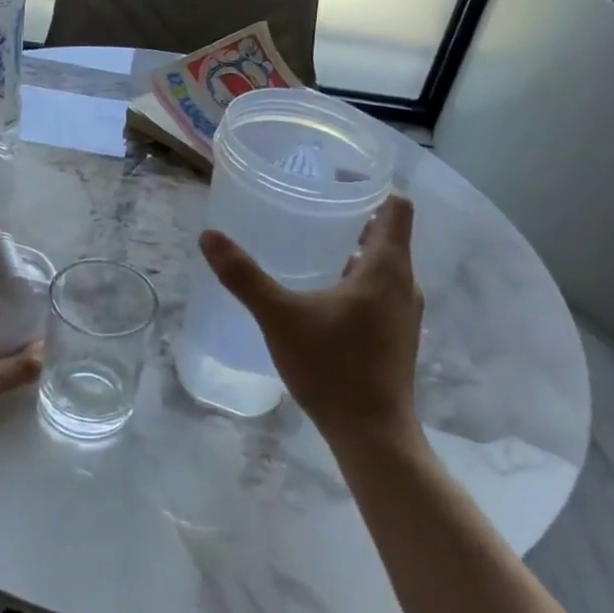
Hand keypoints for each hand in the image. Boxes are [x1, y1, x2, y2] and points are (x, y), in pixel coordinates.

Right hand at [199, 195, 425, 453]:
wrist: (372, 434)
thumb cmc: (333, 367)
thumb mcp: (280, 317)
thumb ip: (244, 276)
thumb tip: (209, 236)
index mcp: (386, 267)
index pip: (396, 207)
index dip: (370, 186)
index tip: (333, 178)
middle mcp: (404, 284)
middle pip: (387, 234)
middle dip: (352, 218)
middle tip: (308, 208)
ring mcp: (404, 313)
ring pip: (382, 266)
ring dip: (352, 251)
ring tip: (309, 247)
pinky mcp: (396, 336)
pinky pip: (379, 291)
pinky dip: (355, 280)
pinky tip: (320, 295)